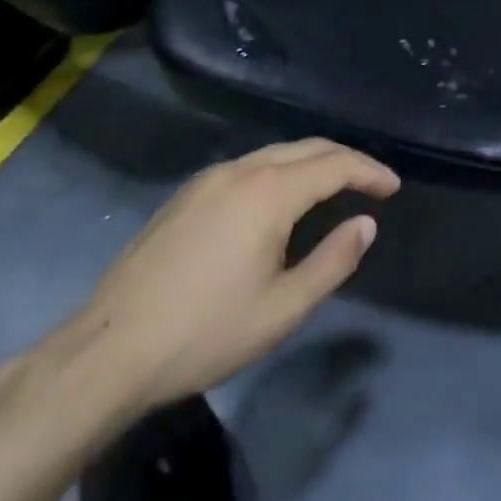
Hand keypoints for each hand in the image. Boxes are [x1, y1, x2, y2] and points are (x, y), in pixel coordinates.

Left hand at [65, 138, 399, 416]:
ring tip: (334, 187)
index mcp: (269, 192)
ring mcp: (206, 180)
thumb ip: (333, 261)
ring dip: (312, 162)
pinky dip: (280, 171)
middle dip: (346, 159)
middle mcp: (240, 170)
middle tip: (372, 182)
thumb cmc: (205, 333)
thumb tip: (365, 224)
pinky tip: (280, 200)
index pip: (335, 164)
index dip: (370, 172)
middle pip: (307, 148)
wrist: (106, 353)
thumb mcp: (284, 308)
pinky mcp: (184, 196)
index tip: (393, 188)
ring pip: (274, 153)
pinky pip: (247, 167)